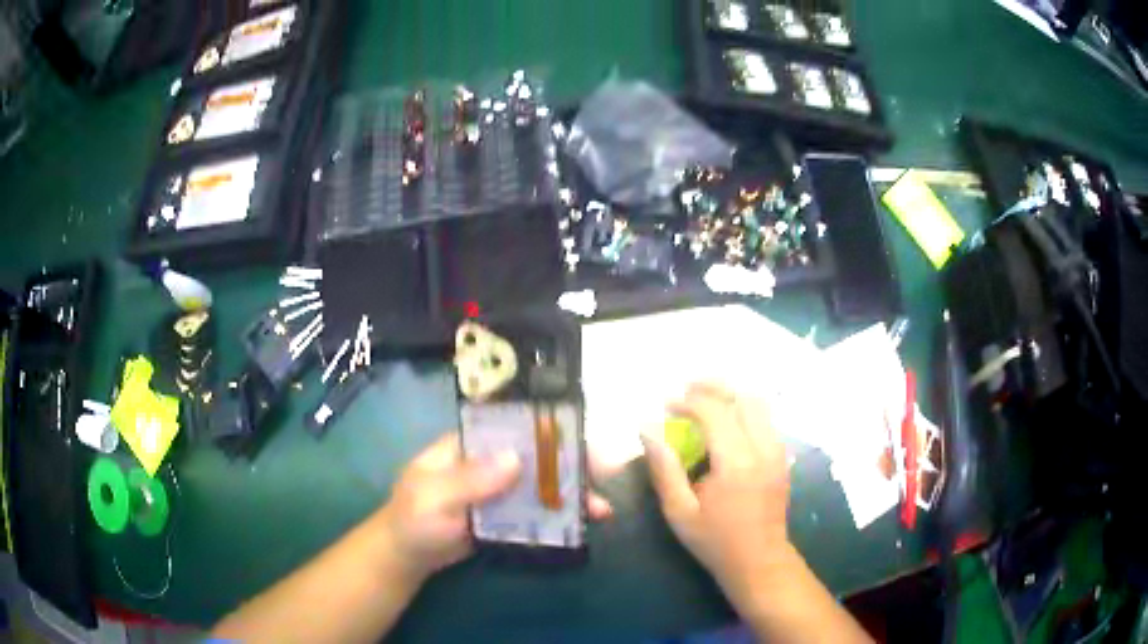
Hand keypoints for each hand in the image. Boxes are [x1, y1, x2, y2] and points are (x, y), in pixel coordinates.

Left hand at [377, 434, 614, 583]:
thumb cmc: (413, 519)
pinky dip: (559, 516)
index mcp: (469, 445)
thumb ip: (469, 480)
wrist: (407, 556)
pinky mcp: (505, 517)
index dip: (547, 429)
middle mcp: (489, 462)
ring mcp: (499, 491)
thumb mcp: (433, 497)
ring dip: (572, 494)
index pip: (512, 427)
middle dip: (571, 465)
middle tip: (606, 475)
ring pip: (541, 485)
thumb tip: (516, 458)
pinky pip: (536, 512)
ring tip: (601, 510)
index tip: (581, 439)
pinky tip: (582, 525)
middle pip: (536, 457)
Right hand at [642, 383, 794, 602]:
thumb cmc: (715, 540)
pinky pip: (765, 420)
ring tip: (705, 399)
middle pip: (744, 397)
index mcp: (736, 463)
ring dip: (731, 396)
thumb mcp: (679, 511)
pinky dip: (744, 410)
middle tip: (687, 389)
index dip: (688, 401)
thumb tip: (647, 431)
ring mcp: (778, 452)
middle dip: (714, 387)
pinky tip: (726, 421)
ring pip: (759, 405)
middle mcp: (763, 449)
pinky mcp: (782, 457)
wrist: (759, 560)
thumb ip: (664, 468)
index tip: (666, 405)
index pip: (715, 412)